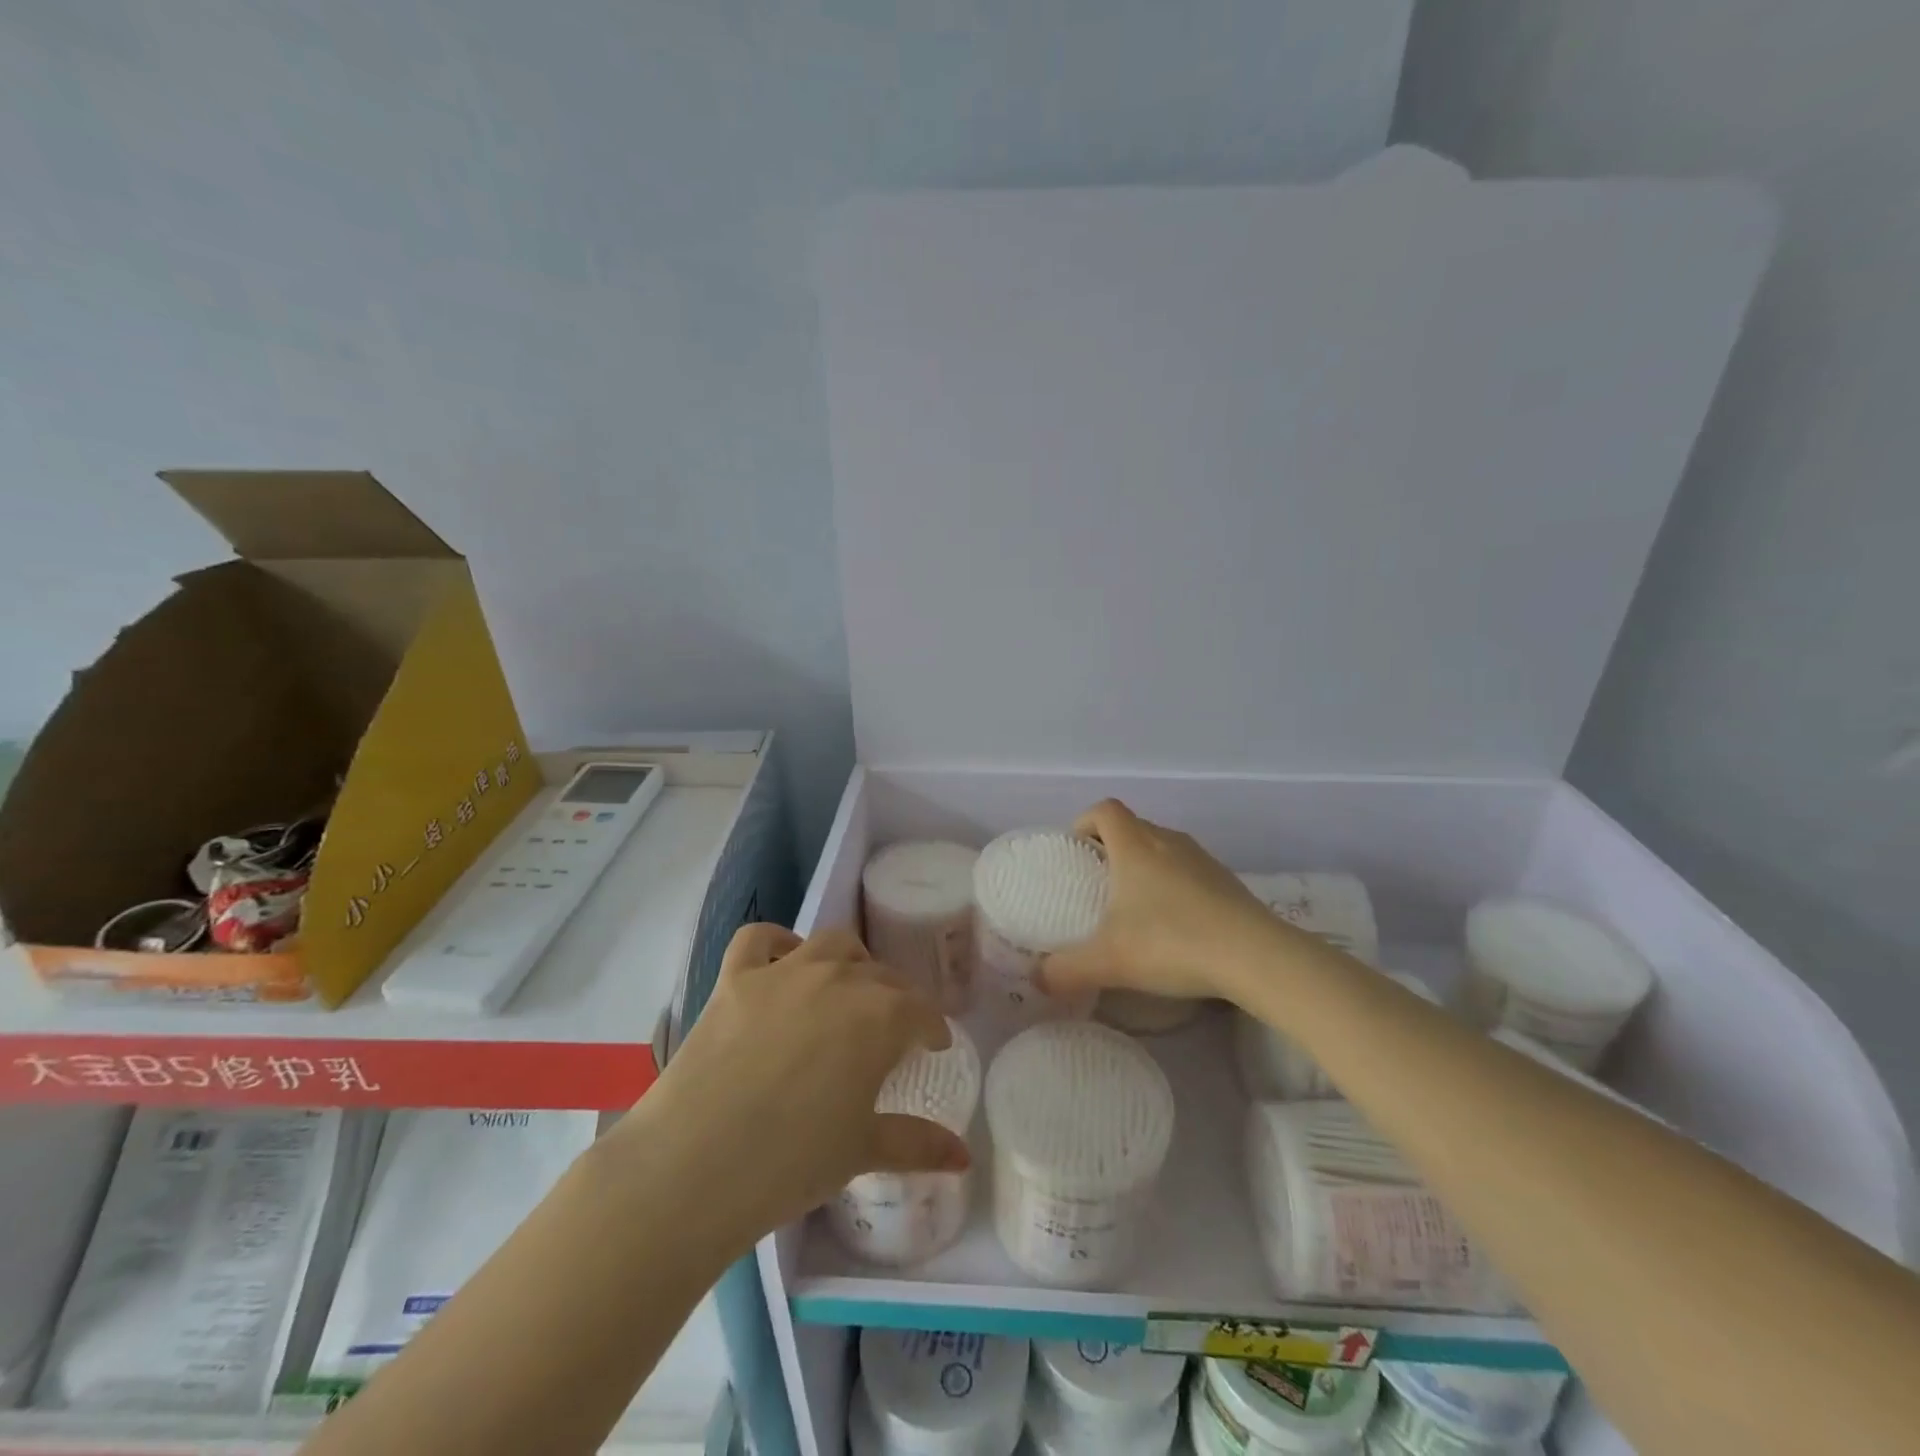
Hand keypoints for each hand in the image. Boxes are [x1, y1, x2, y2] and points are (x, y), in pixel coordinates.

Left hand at [637, 924, 970, 1241]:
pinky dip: (777, 942)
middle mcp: (838, 979)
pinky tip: (784, 959)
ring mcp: (783, 973)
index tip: (932, 1045)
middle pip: (881, 976)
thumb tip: (965, 1157)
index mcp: (880, 1016)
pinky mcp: (735, 978)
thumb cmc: (792, 1163)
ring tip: (848, 988)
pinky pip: (759, 938)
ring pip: (831, 945)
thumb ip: (919, 1145)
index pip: (920, 1010)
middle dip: (896, 998)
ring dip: (849, 961)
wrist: (695, 1166)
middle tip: (891, 1029)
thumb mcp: (863, 1151)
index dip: (931, 1028)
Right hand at [1041, 799, 1285, 1003]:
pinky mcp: (1227, 881)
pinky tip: (1174, 925)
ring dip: (1144, 865)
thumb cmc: (1172, 942)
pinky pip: (1188, 870)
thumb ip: (1065, 970)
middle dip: (1111, 847)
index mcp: (1135, 846)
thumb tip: (1038, 980)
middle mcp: (1168, 841)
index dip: (1085, 822)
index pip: (1104, 810)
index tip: (1076, 852)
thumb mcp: (1108, 961)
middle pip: (1132, 826)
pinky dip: (1174, 885)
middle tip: (1098, 885)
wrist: (1255, 956)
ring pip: (1162, 847)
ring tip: (1135, 906)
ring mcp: (1202, 859)